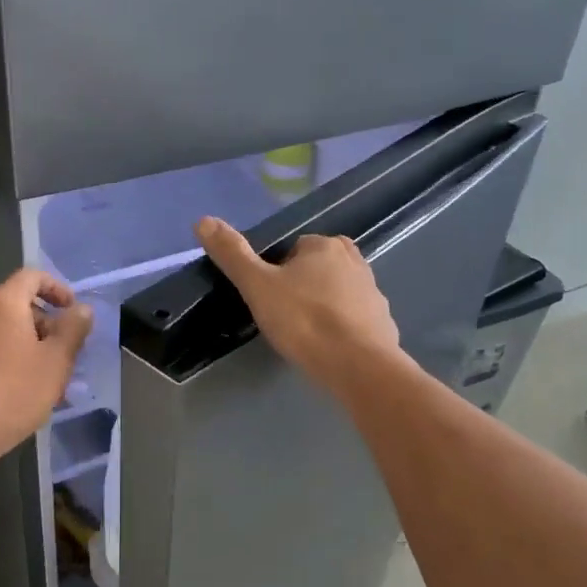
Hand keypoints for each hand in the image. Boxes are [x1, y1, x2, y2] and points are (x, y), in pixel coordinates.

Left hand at [0, 269, 93, 466]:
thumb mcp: (56, 361)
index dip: (58, 288)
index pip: (32, 276)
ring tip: (52, 376)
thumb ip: (73, 330)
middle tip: (68, 351)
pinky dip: (14, 358)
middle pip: (19, 304)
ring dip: (33, 344)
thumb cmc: (14, 392)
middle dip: (48, 323)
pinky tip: (26, 390)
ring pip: (7, 330)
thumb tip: (82, 309)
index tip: (73, 312)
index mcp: (3, 303)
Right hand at [195, 216, 401, 392]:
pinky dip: (342, 328)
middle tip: (284, 316)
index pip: (293, 249)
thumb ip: (232, 254)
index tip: (268, 298)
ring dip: (322, 306)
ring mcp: (373, 292)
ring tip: (304, 334)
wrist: (358, 366)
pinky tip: (328, 348)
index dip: (276, 273)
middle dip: (302, 287)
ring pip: (337, 293)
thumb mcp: (258, 286)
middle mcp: (355, 261)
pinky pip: (354, 319)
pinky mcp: (383, 323)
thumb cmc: (304, 321)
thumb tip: (203, 220)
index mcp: (325, 246)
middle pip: (317, 268)